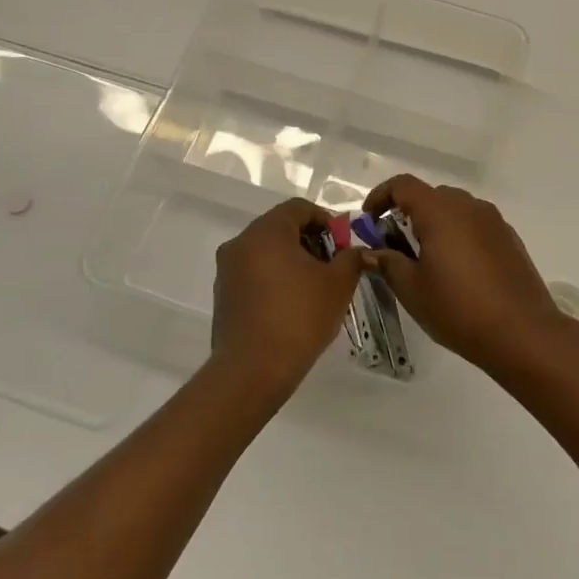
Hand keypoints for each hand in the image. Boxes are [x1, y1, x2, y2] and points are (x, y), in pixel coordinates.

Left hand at [211, 199, 364, 395]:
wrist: (253, 370)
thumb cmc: (299, 317)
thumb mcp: (338, 284)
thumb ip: (351, 258)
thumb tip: (355, 251)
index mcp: (267, 231)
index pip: (299, 208)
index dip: (326, 220)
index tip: (343, 244)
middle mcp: (241, 243)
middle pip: (281, 228)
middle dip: (310, 242)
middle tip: (333, 266)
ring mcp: (227, 270)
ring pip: (266, 252)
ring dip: (292, 261)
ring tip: (315, 288)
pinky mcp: (223, 295)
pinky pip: (254, 274)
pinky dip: (275, 278)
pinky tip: (292, 305)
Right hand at [362, 175, 575, 377]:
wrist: (523, 332)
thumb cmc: (459, 309)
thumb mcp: (412, 289)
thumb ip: (387, 263)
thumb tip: (370, 252)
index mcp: (440, 211)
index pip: (403, 185)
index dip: (381, 197)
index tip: (369, 221)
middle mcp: (469, 206)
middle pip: (430, 196)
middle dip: (407, 213)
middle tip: (394, 246)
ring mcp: (494, 221)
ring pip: (455, 210)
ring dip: (434, 224)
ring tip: (426, 260)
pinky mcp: (510, 239)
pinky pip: (475, 225)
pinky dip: (458, 236)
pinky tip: (458, 271)